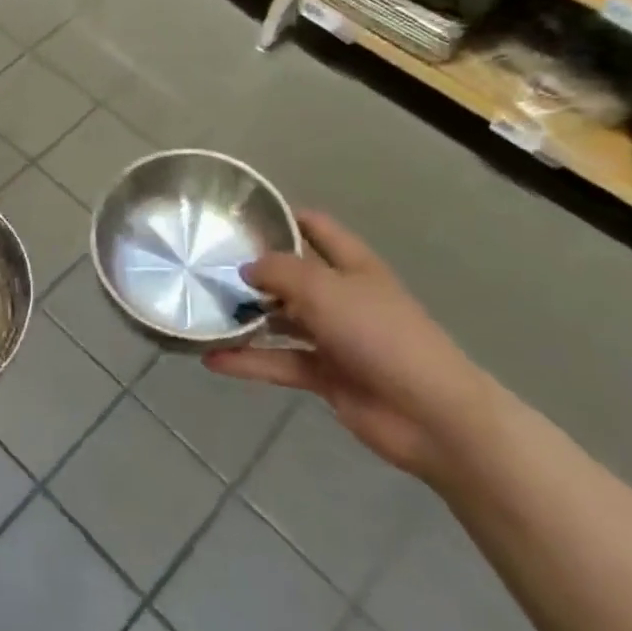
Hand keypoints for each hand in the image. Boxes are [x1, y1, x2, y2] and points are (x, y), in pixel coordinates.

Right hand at [203, 212, 491, 479]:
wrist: (431, 415)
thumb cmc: (379, 335)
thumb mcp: (324, 289)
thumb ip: (279, 271)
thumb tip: (246, 267)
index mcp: (352, 265)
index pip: (314, 226)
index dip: (281, 216)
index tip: (236, 215)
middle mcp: (341, 295)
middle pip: (290, 275)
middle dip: (251, 270)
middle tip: (203, 266)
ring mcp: (334, 336)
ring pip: (280, 320)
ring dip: (246, 318)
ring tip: (200, 312)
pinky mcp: (325, 375)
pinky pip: (280, 361)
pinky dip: (249, 361)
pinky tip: (212, 360)